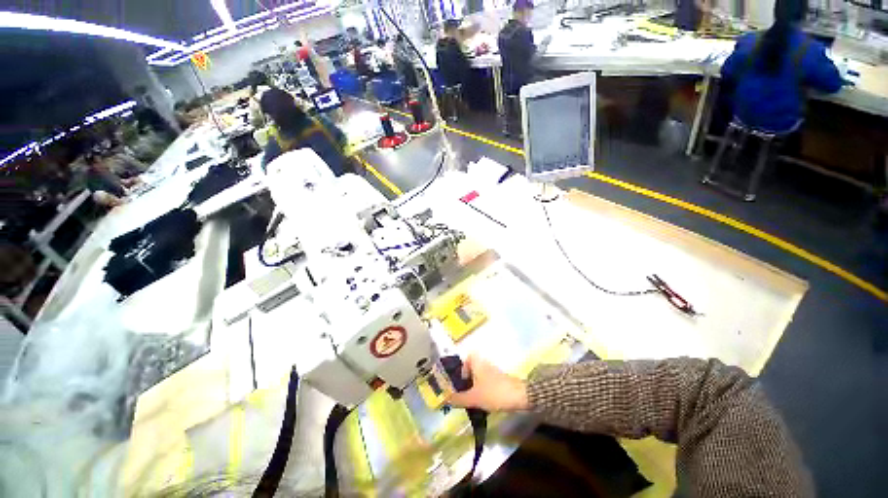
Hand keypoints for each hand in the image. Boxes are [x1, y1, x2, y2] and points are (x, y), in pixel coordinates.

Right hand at [447, 354, 528, 411]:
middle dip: (467, 381)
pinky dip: (483, 391)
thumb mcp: (474, 397)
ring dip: (474, 387)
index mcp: (477, 363)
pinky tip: (482, 404)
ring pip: (479, 377)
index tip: (459, 381)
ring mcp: (493, 373)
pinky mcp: (500, 381)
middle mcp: (485, 365)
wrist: (520, 396)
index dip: (462, 367)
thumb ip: (459, 398)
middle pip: (472, 369)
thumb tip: (445, 399)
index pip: (467, 358)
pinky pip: (487, 383)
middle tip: (462, 393)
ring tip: (470, 401)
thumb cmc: (494, 392)